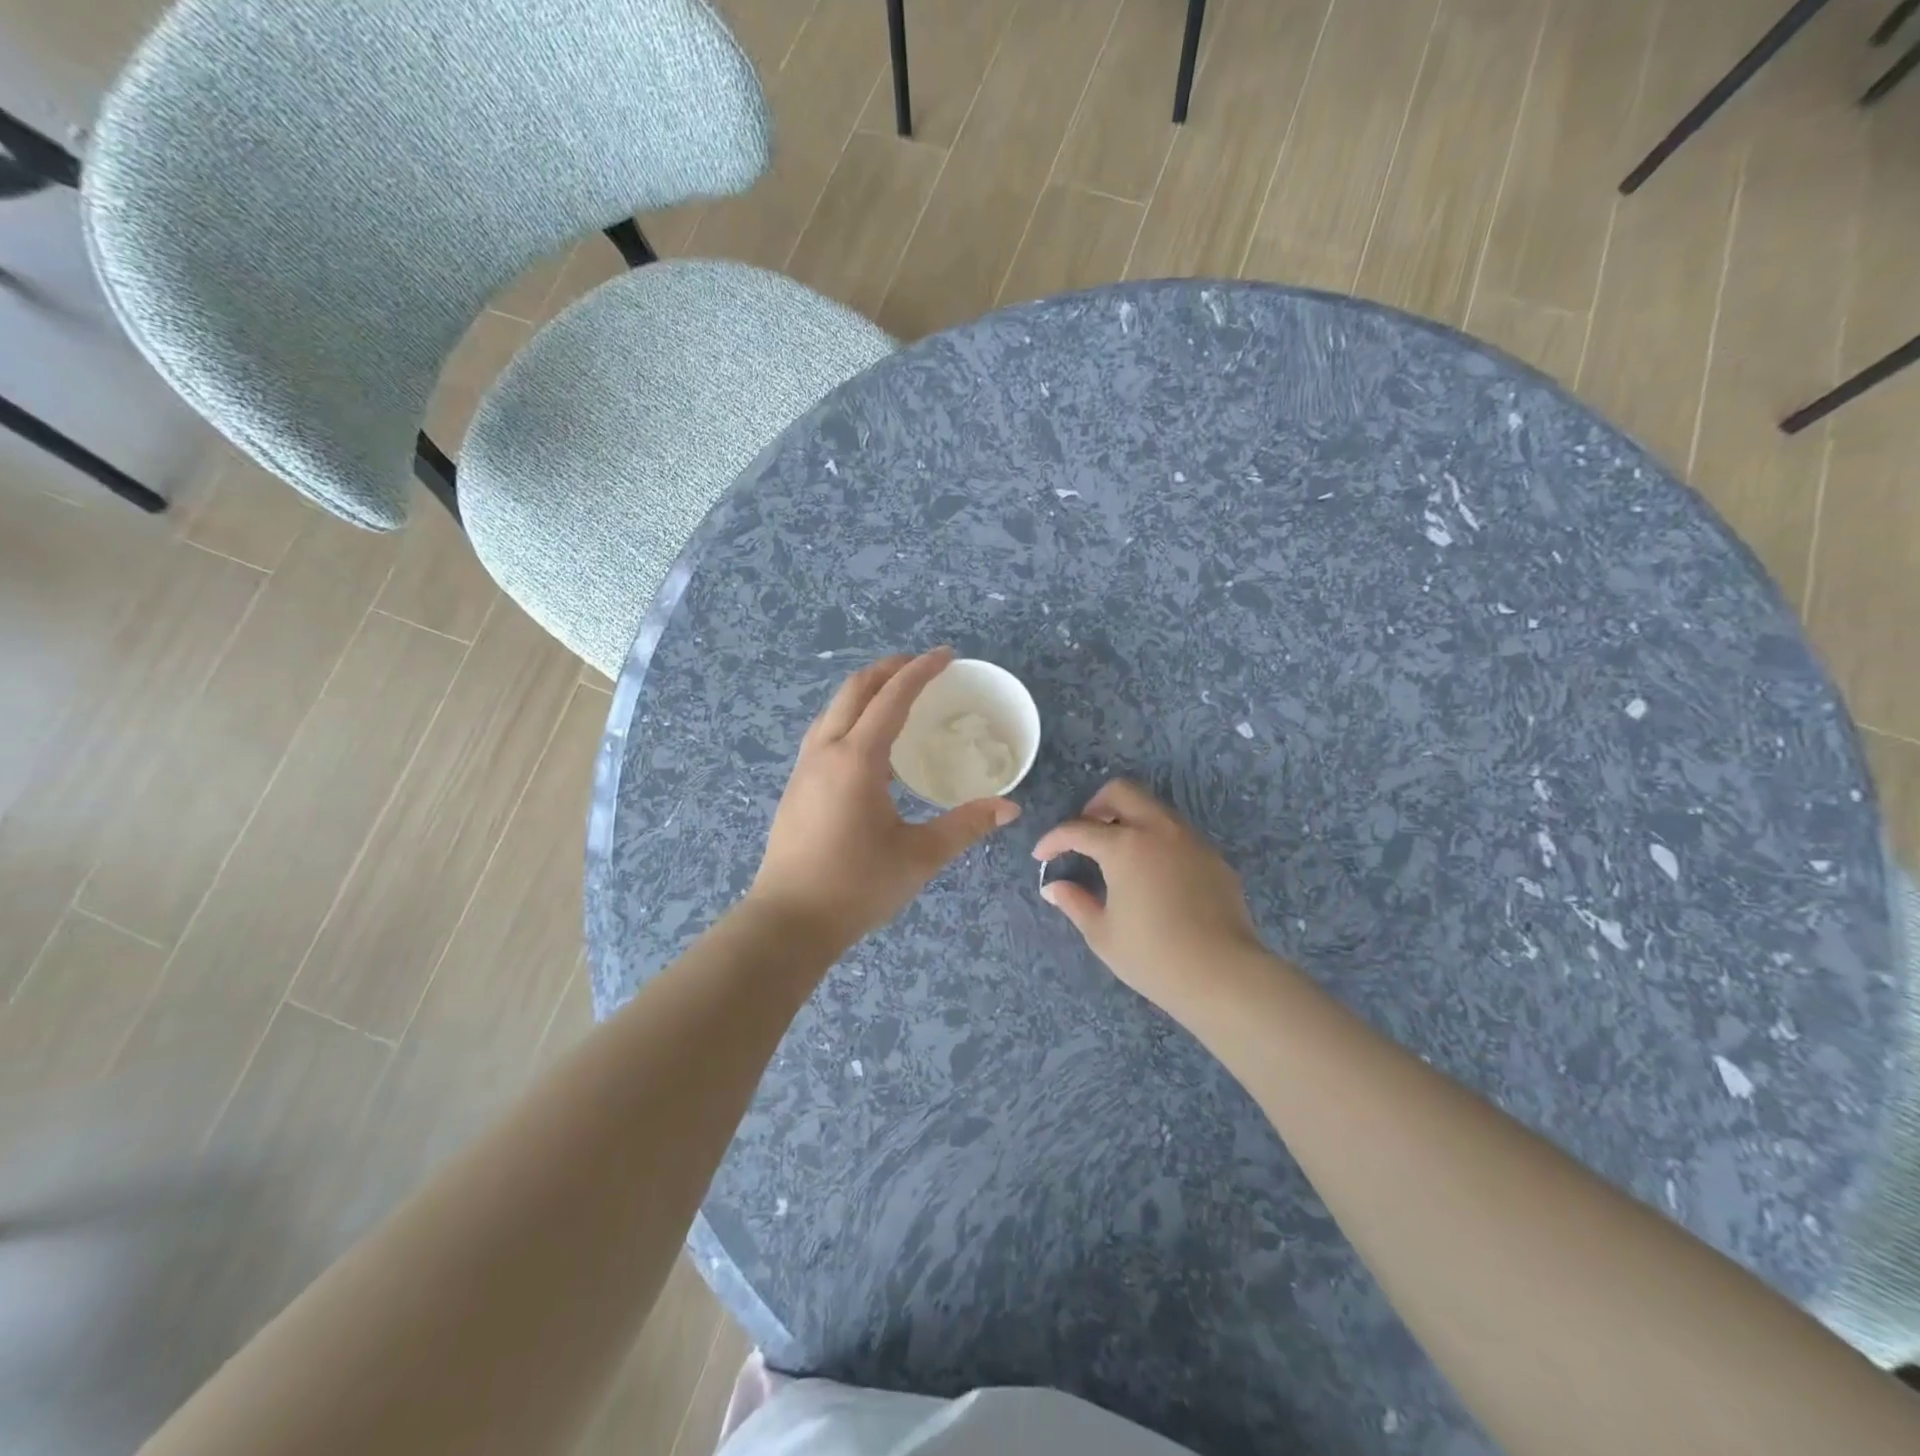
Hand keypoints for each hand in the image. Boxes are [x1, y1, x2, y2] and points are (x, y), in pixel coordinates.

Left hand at [748, 648, 1021, 951]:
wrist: (789, 921)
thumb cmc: (857, 886)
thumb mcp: (919, 856)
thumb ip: (966, 825)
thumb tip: (1010, 808)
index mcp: (857, 760)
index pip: (892, 697)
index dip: (921, 670)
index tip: (947, 655)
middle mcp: (826, 751)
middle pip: (855, 689)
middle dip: (890, 668)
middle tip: (923, 666)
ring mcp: (805, 767)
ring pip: (834, 708)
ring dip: (866, 690)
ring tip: (897, 695)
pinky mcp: (796, 785)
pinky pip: (825, 730)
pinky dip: (851, 715)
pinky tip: (868, 742)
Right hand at [1032, 780, 1269, 1019]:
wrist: (1223, 974)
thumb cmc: (1153, 956)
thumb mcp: (1102, 934)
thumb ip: (1075, 902)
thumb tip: (1053, 887)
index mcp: (1124, 846)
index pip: (1079, 829)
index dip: (1054, 840)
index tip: (1041, 855)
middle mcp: (1158, 830)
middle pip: (1121, 791)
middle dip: (1095, 806)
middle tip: (1085, 835)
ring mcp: (1190, 840)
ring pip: (1154, 808)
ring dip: (1129, 819)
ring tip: (1117, 854)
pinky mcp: (1213, 857)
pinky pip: (1178, 833)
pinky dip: (1156, 840)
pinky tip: (1153, 874)